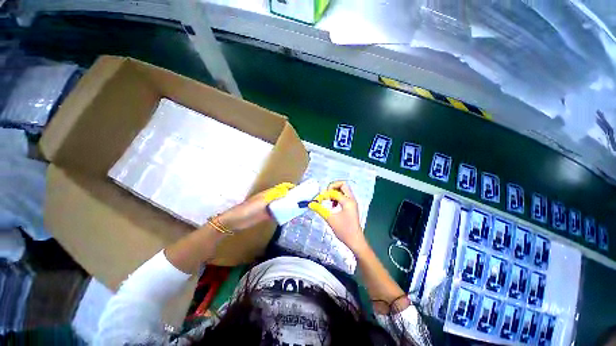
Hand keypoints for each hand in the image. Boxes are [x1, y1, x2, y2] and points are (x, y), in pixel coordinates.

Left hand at [217, 182, 294, 230]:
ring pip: (281, 204)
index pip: (282, 188)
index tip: (300, 190)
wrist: (236, 221)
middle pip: (283, 196)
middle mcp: (270, 199)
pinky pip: (278, 213)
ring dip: (288, 205)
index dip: (290, 187)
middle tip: (302, 200)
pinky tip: (290, 216)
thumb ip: (274, 197)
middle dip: (291, 197)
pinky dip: (284, 213)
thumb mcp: (262, 202)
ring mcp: (269, 207)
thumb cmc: (248, 209)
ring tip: (298, 208)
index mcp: (269, 193)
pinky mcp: (267, 215)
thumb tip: (287, 192)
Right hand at [309, 181, 366, 252]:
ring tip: (328, 200)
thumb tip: (311, 204)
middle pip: (343, 185)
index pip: (334, 192)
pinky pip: (344, 196)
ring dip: (335, 192)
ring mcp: (352, 203)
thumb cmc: (344, 230)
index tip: (318, 200)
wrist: (355, 241)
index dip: (324, 194)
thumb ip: (320, 209)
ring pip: (343, 190)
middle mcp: (351, 199)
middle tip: (325, 194)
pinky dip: (337, 197)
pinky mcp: (351, 206)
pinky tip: (332, 205)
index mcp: (348, 201)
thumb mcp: (330, 219)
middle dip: (332, 187)